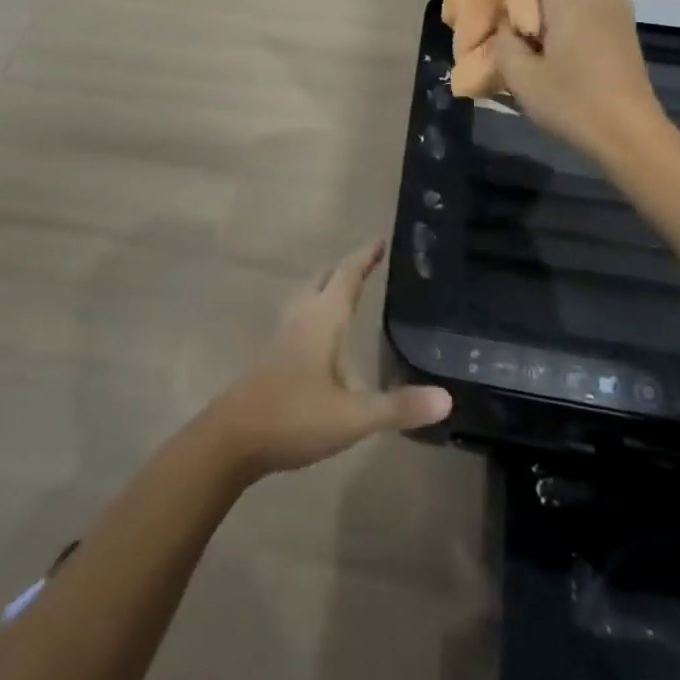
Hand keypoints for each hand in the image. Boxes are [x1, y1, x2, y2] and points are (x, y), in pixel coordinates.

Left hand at [204, 241, 452, 477]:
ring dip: (329, 287)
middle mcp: (302, 317)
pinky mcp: (274, 355)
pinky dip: (318, 310)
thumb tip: (447, 398)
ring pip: (309, 297)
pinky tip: (325, 335)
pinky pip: (301, 317)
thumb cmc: (294, 416)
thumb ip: (398, 407)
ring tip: (349, 290)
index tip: (381, 240)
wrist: (232, 439)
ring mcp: (284, 335)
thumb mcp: (353, 417)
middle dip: (347, 268)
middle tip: (370, 262)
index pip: (347, 275)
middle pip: (325, 279)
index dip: (365, 257)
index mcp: (322, 319)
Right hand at [490, 0, 678, 167]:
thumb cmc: (573, 102)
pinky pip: (585, 7)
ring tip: (518, 25)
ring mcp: (616, 13)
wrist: (633, 136)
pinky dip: (561, 12)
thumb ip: (505, 41)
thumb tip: (507, 27)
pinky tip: (545, 43)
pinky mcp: (623, 33)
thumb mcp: (521, 75)